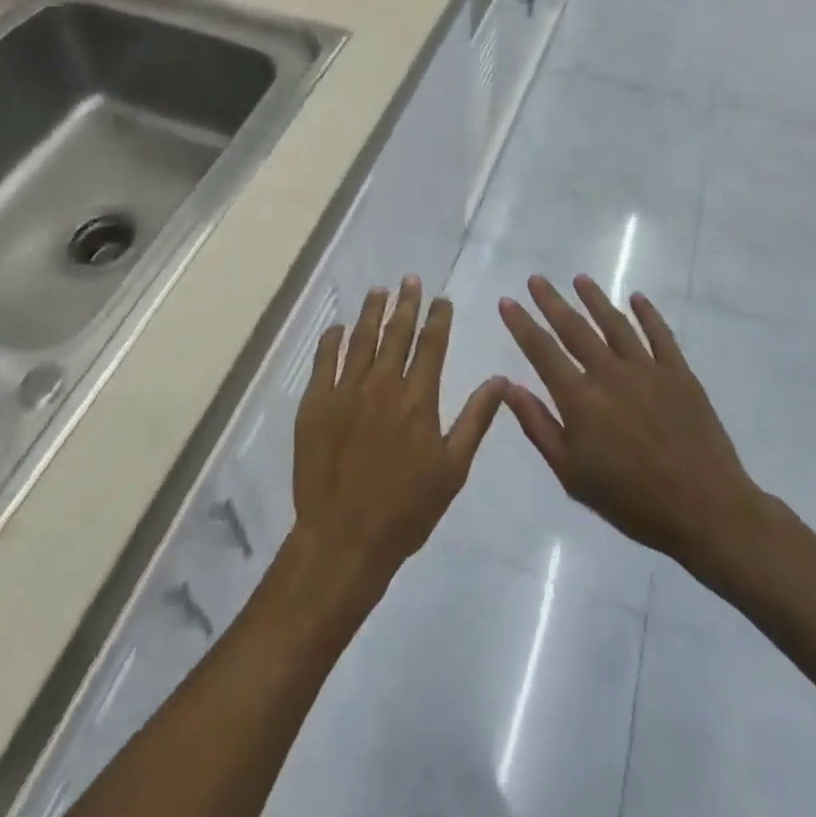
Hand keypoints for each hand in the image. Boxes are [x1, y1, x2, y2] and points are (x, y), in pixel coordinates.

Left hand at [291, 278, 505, 600]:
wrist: (344, 537)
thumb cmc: (406, 509)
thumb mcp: (453, 468)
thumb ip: (475, 419)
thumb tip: (500, 379)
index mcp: (418, 399)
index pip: (431, 345)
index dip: (438, 318)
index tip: (441, 298)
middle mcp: (383, 385)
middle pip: (396, 333)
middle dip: (406, 303)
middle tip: (409, 279)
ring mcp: (345, 391)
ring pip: (360, 339)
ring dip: (371, 312)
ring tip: (379, 290)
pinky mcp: (315, 403)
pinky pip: (323, 360)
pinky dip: (331, 340)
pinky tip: (337, 327)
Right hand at [498, 276, 785, 580]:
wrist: (705, 510)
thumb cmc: (631, 501)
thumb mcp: (571, 474)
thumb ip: (538, 426)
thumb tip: (509, 387)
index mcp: (579, 399)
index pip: (542, 351)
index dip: (522, 324)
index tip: (507, 301)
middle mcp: (609, 373)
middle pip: (574, 328)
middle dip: (552, 302)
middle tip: (536, 279)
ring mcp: (647, 369)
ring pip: (615, 323)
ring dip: (595, 299)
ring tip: (580, 279)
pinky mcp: (679, 373)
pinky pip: (660, 334)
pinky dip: (648, 313)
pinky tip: (637, 298)